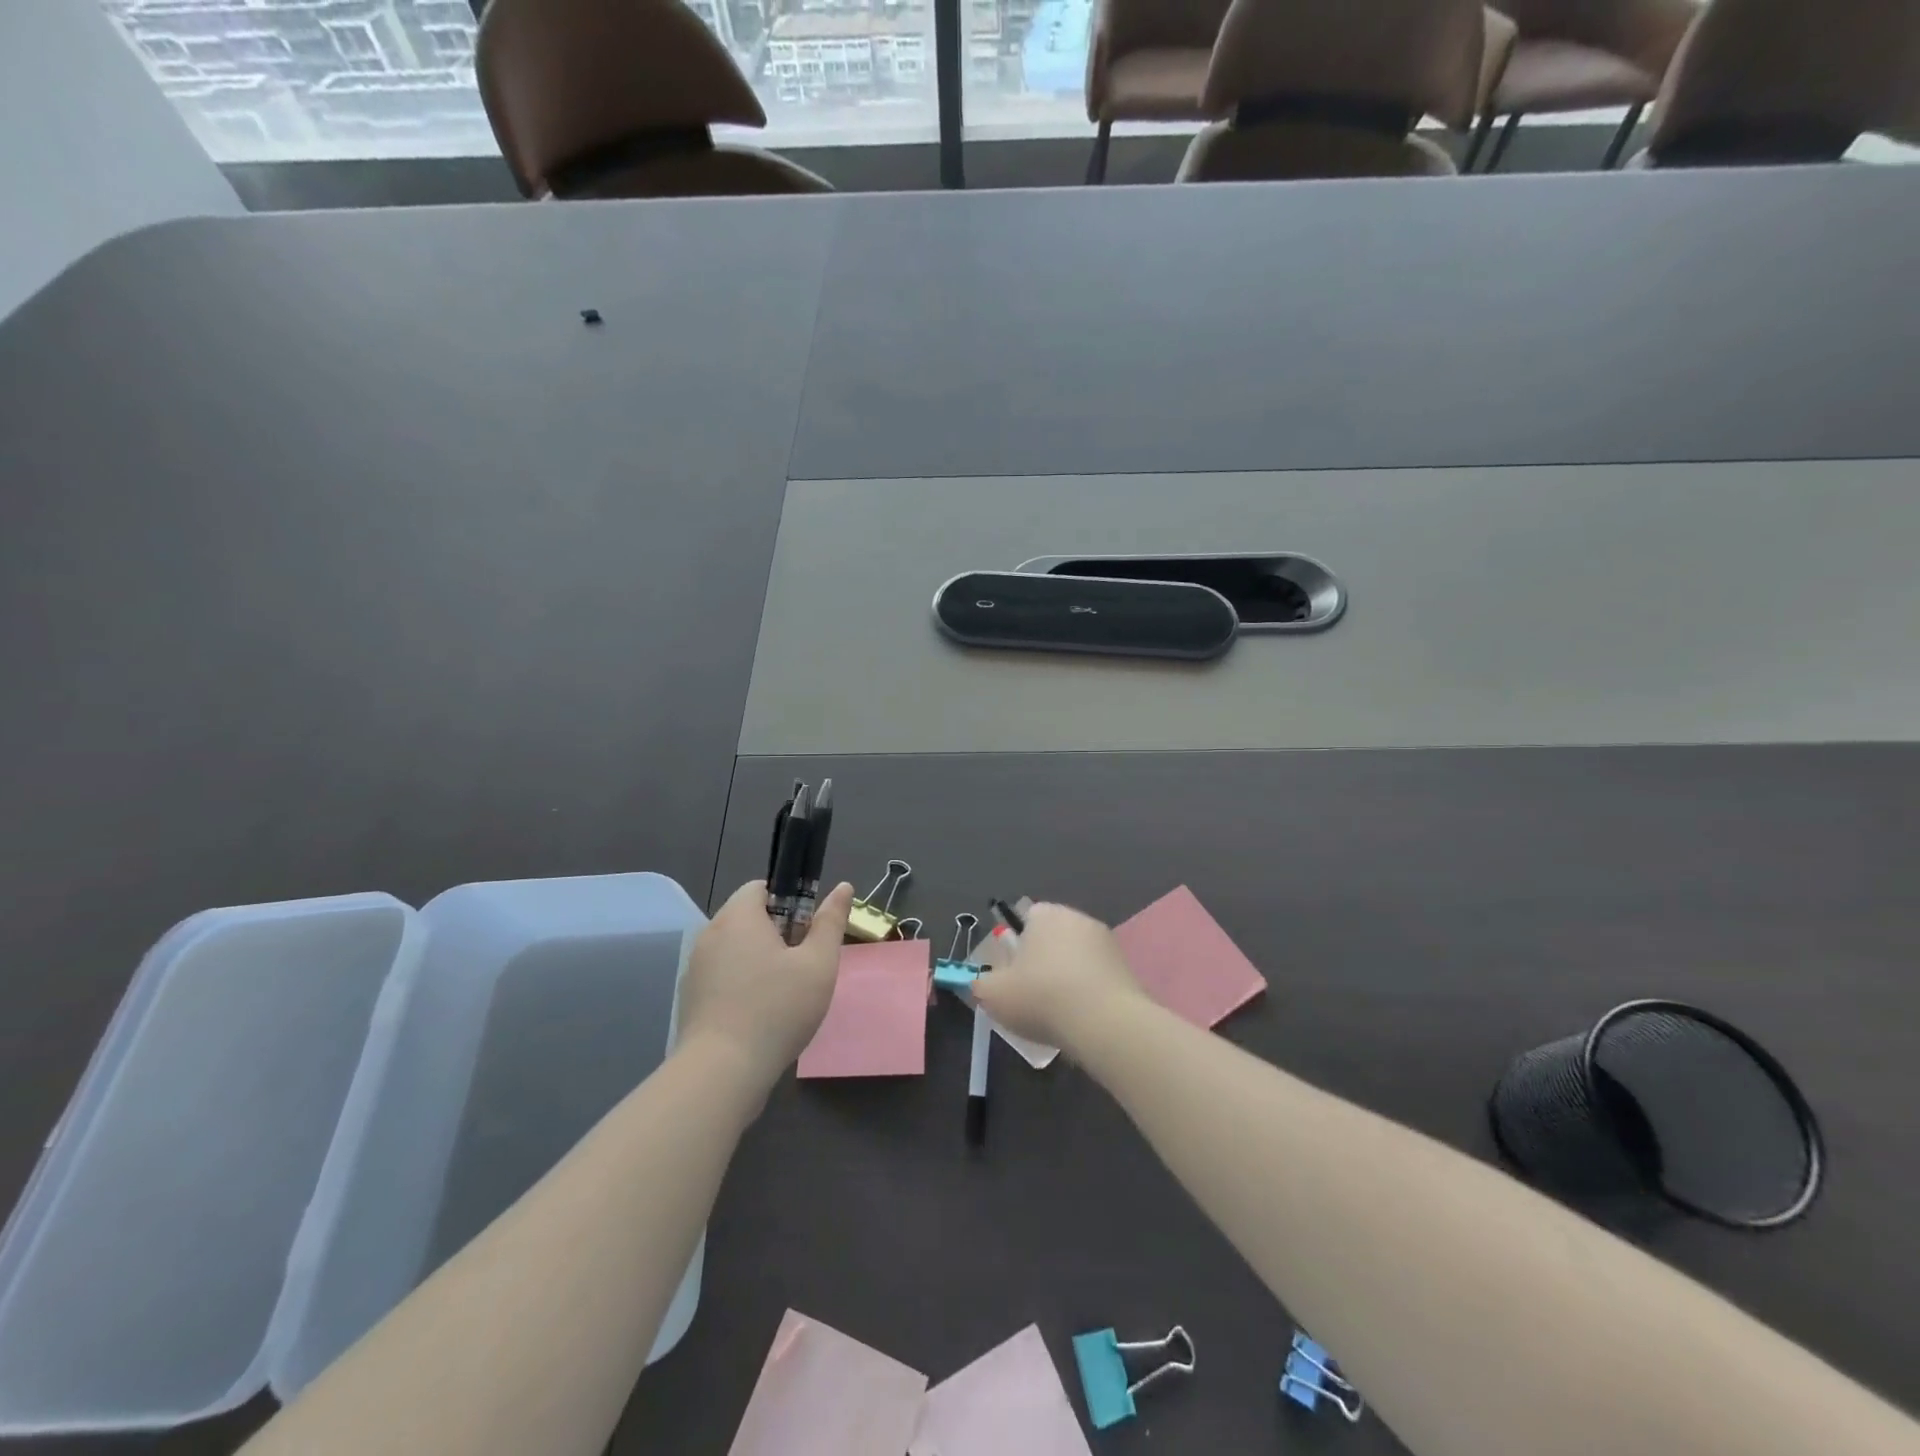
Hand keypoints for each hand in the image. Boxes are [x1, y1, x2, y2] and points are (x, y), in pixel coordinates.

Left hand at [677, 879, 853, 1092]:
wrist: (721, 1072)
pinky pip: (722, 976)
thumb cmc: (776, 1009)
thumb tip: (844, 887)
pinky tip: (760, 1014)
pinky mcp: (691, 998)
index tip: (808, 932)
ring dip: (760, 961)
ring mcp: (696, 968)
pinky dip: (742, 985)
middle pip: (748, 918)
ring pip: (736, 949)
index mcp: (738, 917)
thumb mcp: (818, 964)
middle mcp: (710, 934)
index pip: (761, 888)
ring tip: (784, 993)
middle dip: (777, 934)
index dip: (790, 902)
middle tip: (803, 965)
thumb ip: (830, 922)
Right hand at [971, 902, 1147, 1057]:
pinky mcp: (1126, 968)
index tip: (1012, 974)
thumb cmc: (1042, 998)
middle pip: (1052, 938)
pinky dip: (1089, 993)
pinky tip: (1081, 1020)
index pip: (1026, 918)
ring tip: (1057, 1015)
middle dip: (1042, 962)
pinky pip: (1097, 977)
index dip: (1016, 946)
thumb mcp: (993, 994)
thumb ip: (980, 984)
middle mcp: (1078, 918)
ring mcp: (1107, 942)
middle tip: (1030, 996)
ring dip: (1067, 978)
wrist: (1106, 1024)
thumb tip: (981, 983)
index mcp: (1046, 914)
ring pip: (1076, 958)